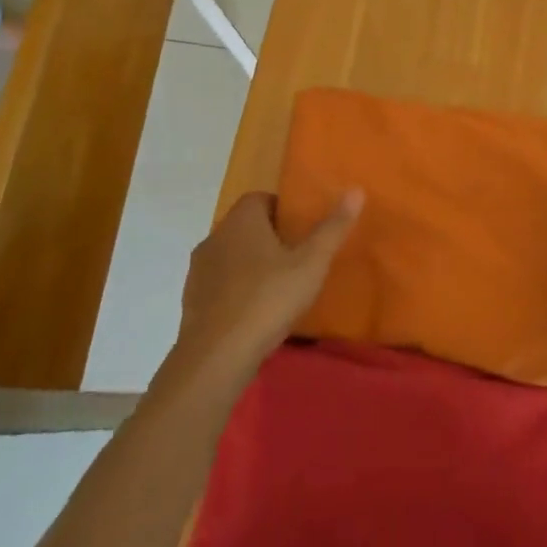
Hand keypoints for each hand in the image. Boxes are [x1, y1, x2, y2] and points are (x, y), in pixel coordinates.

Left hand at [174, 189, 363, 378]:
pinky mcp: (190, 300)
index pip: (261, 198)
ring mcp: (199, 270)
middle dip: (269, 238)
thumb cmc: (268, 299)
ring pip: (231, 255)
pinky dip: (236, 290)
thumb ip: (333, 228)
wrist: (216, 356)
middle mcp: (215, 236)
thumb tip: (356, 190)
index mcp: (242, 220)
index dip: (283, 211)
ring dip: (251, 265)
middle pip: (246, 226)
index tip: (302, 232)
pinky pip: (219, 284)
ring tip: (278, 287)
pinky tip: (254, 312)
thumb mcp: (311, 263)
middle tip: (297, 259)